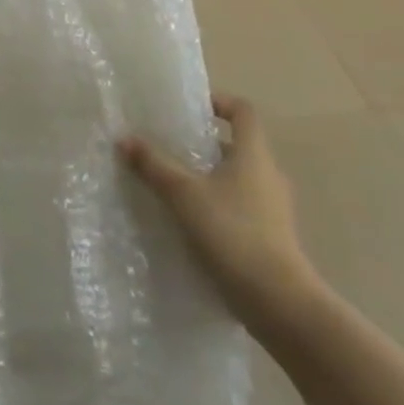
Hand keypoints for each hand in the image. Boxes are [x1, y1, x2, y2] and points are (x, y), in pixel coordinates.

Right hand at [119, 94, 322, 336]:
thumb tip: (124, 138)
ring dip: (208, 178)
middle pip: (236, 146)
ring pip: (237, 180)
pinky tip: (190, 224)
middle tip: (169, 148)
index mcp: (254, 155)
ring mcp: (273, 209)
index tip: (190, 108)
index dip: (219, 102)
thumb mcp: (184, 195)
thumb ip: (154, 165)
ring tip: (172, 187)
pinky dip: (216, 207)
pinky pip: (240, 209)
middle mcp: (268, 175)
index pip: (243, 111)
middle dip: (203, 145)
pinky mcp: (270, 238)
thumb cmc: (233, 233)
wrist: (279, 302)